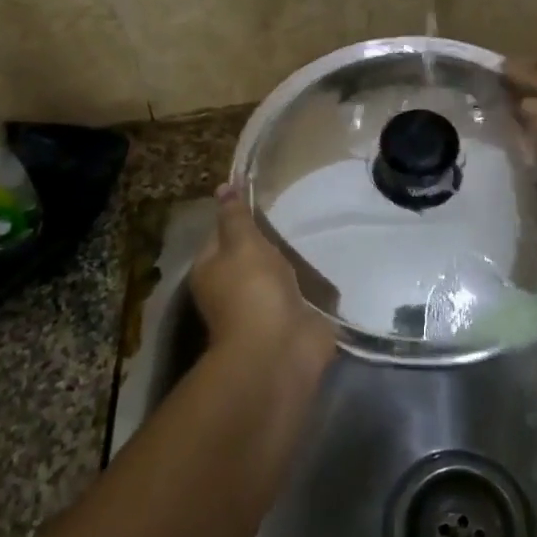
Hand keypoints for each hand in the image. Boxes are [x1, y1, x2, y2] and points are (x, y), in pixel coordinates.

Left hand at [192, 193, 334, 366]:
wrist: (279, 349)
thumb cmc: (253, 290)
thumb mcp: (242, 243)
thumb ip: (235, 215)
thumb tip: (223, 187)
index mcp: (210, 270)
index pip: (220, 234)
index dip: (237, 216)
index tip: (262, 198)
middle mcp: (231, 289)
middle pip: (249, 256)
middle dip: (268, 241)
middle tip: (294, 213)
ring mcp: (262, 307)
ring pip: (276, 275)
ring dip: (291, 263)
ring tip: (312, 234)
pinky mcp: (291, 320)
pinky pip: (300, 294)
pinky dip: (311, 284)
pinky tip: (325, 265)